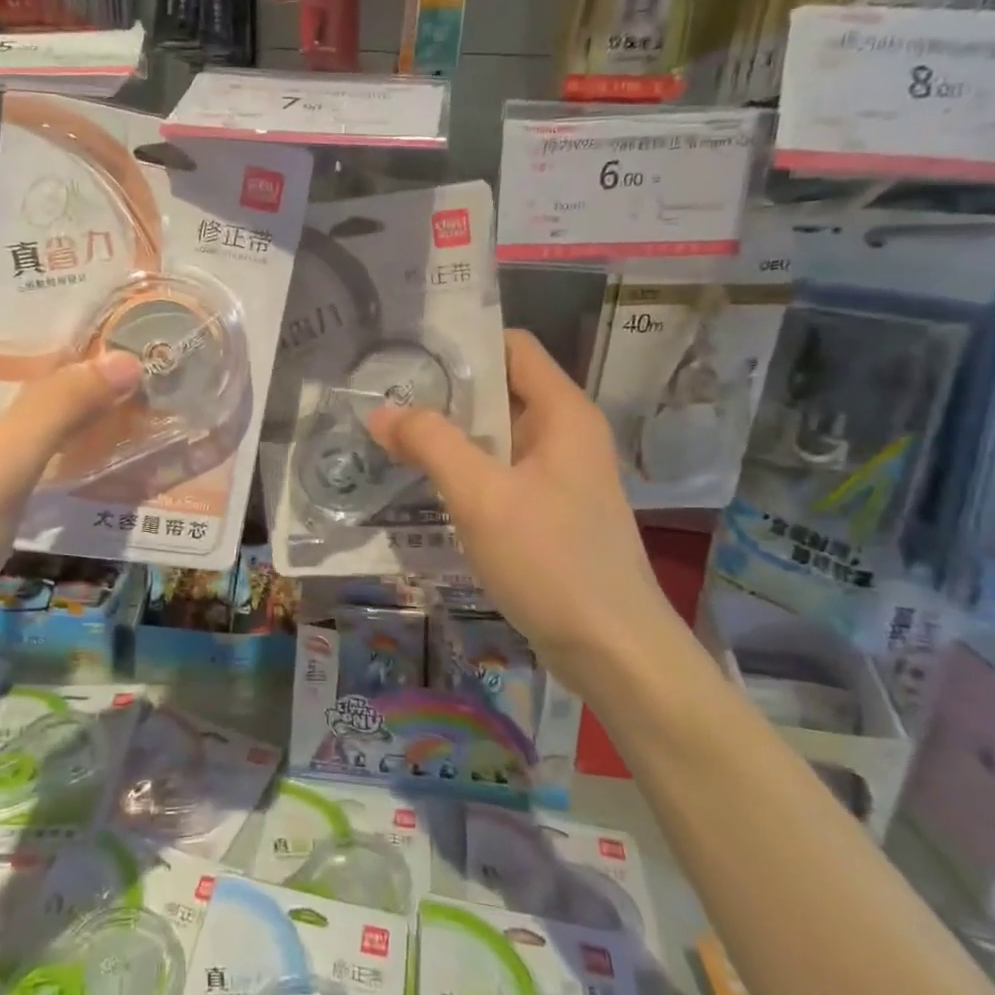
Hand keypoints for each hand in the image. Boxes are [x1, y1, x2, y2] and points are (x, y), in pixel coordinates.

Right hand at [368, 329, 680, 661]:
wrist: (613, 651)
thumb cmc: (550, 561)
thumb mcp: (481, 496)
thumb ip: (430, 444)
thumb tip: (381, 411)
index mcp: (562, 413)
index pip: (512, 346)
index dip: (462, 343)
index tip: (407, 353)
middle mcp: (566, 434)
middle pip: (501, 389)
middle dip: (445, 392)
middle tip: (385, 398)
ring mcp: (561, 474)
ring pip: (497, 435)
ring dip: (450, 435)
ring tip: (393, 437)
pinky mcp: (551, 510)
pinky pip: (501, 472)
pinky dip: (465, 471)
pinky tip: (426, 485)